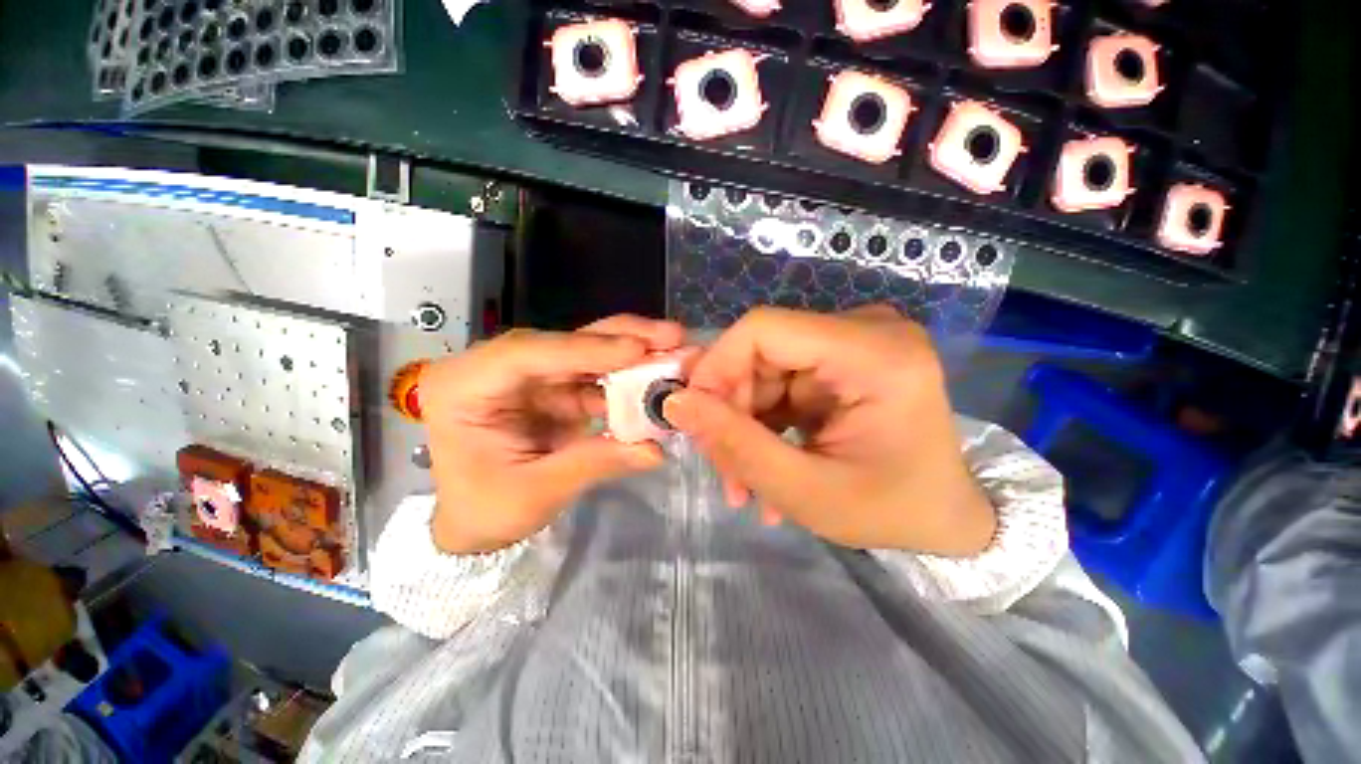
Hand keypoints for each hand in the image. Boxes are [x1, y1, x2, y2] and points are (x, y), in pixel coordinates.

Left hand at [421, 315, 685, 553]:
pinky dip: (626, 381)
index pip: (527, 354)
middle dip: (619, 338)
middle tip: (670, 335)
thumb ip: (593, 464)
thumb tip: (655, 451)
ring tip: (673, 352)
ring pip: (584, 353)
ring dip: (630, 354)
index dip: (584, 349)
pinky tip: (655, 381)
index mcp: (465, 386)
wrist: (470, 522)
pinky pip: (594, 377)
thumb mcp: (535, 494)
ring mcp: (529, 377)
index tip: (637, 350)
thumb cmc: (484, 510)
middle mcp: (496, 368)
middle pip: (562, 342)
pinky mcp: (553, 388)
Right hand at [665, 306, 995, 555]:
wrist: (946, 518)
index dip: (716, 367)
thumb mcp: (806, 491)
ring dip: (745, 423)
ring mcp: (855, 343)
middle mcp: (868, 331)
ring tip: (743, 480)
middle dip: (731, 409)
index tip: (695, 417)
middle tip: (723, 467)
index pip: (763, 329)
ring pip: (764, 370)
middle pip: (761, 351)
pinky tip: (764, 464)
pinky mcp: (842, 361)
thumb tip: (676, 403)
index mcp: (876, 353)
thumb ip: (737, 445)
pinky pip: (780, 381)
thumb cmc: (893, 512)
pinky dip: (763, 422)